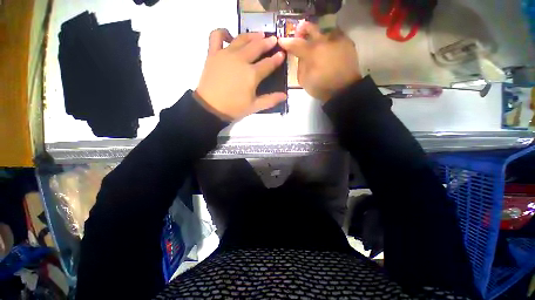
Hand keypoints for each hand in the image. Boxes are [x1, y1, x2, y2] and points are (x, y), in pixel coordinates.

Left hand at [195, 29, 286, 120]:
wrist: (211, 107)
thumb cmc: (234, 108)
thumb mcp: (254, 106)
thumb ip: (270, 100)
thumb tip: (285, 95)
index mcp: (252, 74)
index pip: (268, 64)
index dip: (276, 59)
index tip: (282, 54)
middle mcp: (241, 60)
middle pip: (257, 47)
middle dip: (267, 42)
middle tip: (273, 39)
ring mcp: (226, 54)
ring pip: (241, 39)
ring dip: (252, 36)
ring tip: (259, 35)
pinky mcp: (213, 53)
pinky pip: (217, 36)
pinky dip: (223, 32)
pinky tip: (229, 36)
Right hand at [279, 22, 360, 102]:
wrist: (343, 90)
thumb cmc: (321, 87)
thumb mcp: (304, 81)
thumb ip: (300, 66)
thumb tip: (300, 57)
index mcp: (311, 53)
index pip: (295, 44)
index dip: (286, 42)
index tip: (281, 41)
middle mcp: (323, 42)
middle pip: (310, 28)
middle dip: (303, 30)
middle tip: (300, 34)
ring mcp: (336, 40)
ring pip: (324, 31)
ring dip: (318, 36)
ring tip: (317, 44)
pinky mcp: (347, 43)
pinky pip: (336, 36)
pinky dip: (329, 40)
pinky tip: (328, 48)